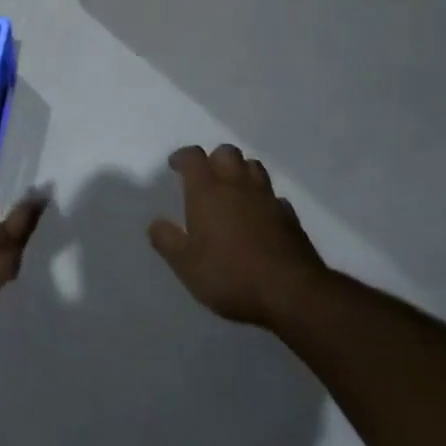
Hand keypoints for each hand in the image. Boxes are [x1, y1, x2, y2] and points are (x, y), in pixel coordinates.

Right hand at [149, 144, 325, 324]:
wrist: (290, 293)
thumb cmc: (229, 275)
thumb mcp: (185, 265)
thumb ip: (167, 240)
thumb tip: (156, 223)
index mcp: (207, 190)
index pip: (193, 157)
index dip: (183, 157)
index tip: (175, 166)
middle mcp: (237, 185)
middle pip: (227, 152)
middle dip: (214, 159)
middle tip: (205, 178)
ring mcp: (267, 198)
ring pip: (253, 167)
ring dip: (241, 172)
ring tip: (232, 191)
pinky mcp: (289, 216)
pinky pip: (273, 196)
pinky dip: (263, 199)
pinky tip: (259, 216)